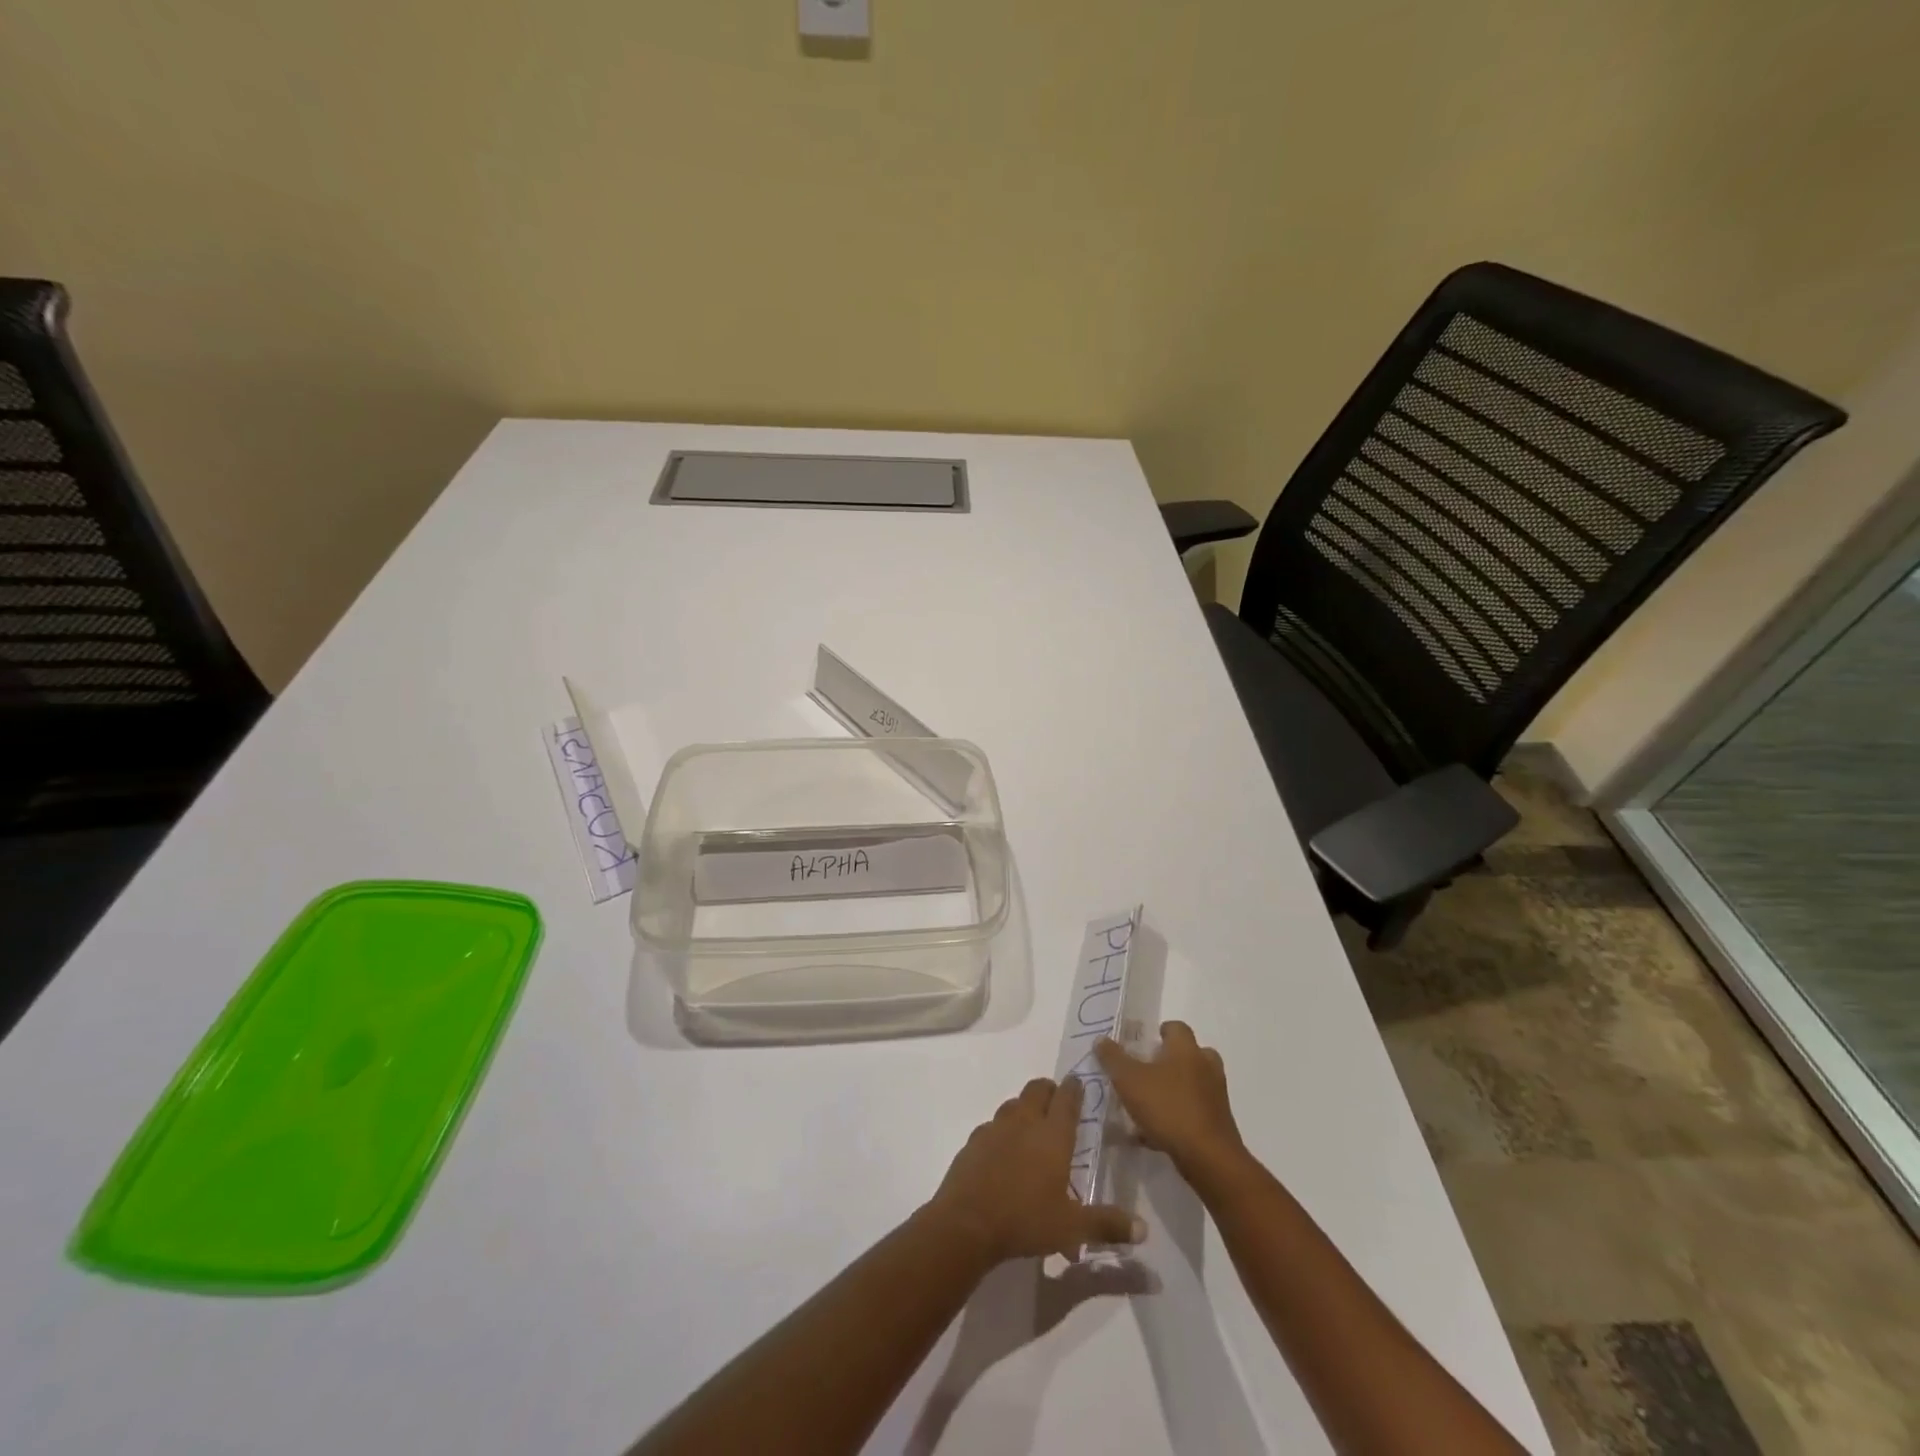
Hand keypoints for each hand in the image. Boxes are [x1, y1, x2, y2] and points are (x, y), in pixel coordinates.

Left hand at [926, 1076, 1144, 1264]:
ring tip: (1031, 1127)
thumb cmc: (1025, 1220)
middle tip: (1057, 1103)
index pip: (1067, 1099)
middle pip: (1037, 1089)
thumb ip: (1107, 1225)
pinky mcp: (974, 1141)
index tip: (1078, 1083)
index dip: (1074, 1088)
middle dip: (1049, 1090)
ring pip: (1013, 1104)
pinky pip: (992, 1126)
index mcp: (1052, 1135)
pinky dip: (1001, 1131)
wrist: (967, 1223)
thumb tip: (1143, 1229)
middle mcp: (1024, 1122)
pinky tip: (1003, 1151)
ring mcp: (995, 1128)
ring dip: (1024, 1108)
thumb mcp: (1072, 1228)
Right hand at [1095, 1021, 1245, 1175]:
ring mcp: (1215, 1096)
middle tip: (1146, 1072)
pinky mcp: (1218, 1123)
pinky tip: (1155, 1134)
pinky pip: (1194, 1112)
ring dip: (1174, 1090)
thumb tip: (1101, 1039)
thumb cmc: (1168, 1108)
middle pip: (1189, 1054)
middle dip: (1169, 1061)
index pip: (1176, 1027)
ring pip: (1193, 1084)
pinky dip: (1178, 1116)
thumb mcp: (1129, 1080)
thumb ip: (1113, 1058)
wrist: (1209, 1158)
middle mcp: (1206, 1066)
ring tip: (1147, 1105)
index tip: (1142, 1045)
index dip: (1160, 1032)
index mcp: (1186, 1049)